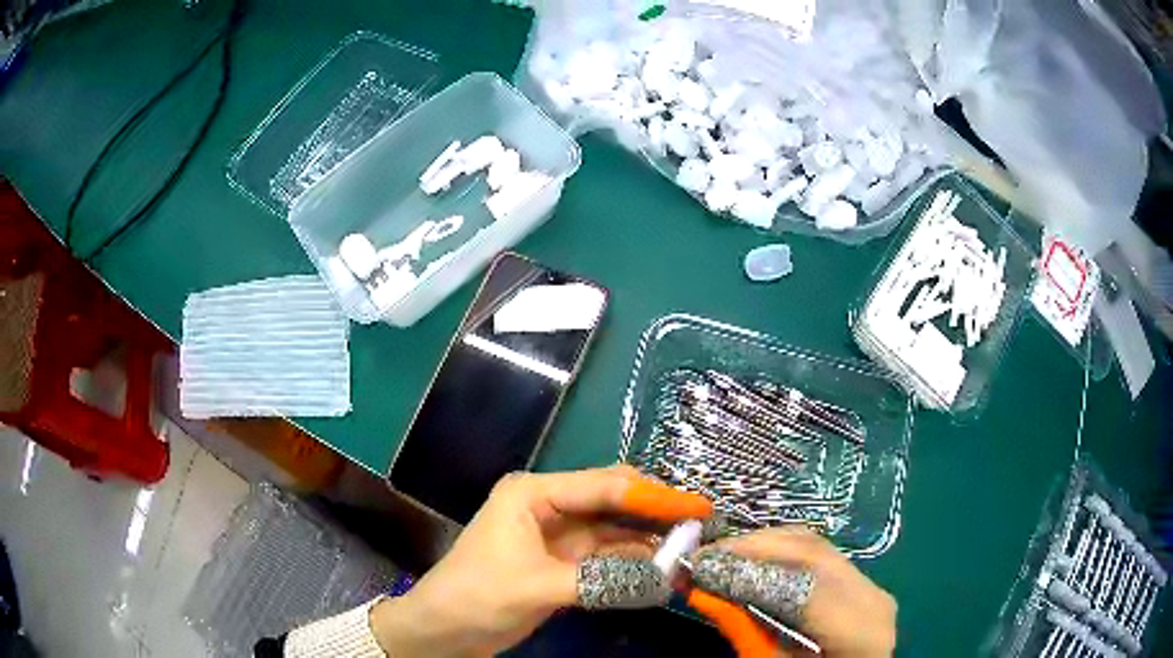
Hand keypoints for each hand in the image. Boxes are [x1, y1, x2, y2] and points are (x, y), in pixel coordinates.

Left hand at [371, 466, 711, 657]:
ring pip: (614, 531)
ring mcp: (558, 536)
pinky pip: (607, 557)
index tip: (697, 505)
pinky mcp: (563, 564)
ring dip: (649, 541)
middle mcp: (549, 506)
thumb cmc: (477, 595)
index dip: (654, 495)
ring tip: (690, 549)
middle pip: (613, 502)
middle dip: (656, 512)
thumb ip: (601, 580)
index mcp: (534, 494)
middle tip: (702, 523)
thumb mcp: (536, 586)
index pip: (604, 487)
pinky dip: (633, 563)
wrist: (443, 629)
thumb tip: (664, 578)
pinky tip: (661, 569)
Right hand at [689, 528, 896, 657]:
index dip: (751, 573)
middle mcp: (873, 596)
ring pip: (813, 545)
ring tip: (716, 556)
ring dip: (761, 545)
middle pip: (811, 552)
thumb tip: (701, 590)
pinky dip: (777, 553)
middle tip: (699, 556)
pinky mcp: (859, 582)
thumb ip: (745, 631)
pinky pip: (816, 556)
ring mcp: (869, 585)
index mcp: (862, 630)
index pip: (806, 587)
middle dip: (751, 548)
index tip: (698, 568)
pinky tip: (748, 561)